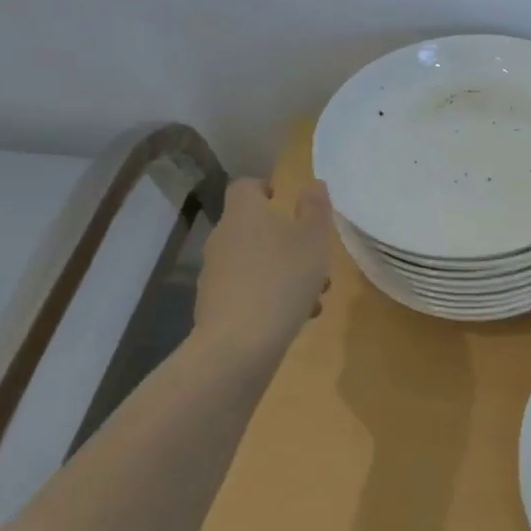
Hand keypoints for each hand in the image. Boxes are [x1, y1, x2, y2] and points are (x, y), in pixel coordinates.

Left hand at [191, 177, 333, 358]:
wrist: (238, 345)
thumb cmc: (282, 280)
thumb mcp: (313, 239)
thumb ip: (315, 208)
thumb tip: (312, 184)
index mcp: (244, 214)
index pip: (246, 187)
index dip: (265, 188)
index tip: (285, 199)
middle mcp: (223, 238)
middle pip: (253, 227)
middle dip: (285, 239)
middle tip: (314, 255)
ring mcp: (215, 274)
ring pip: (255, 262)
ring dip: (283, 271)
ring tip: (315, 293)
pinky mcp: (215, 306)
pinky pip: (248, 291)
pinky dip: (271, 296)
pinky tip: (298, 317)